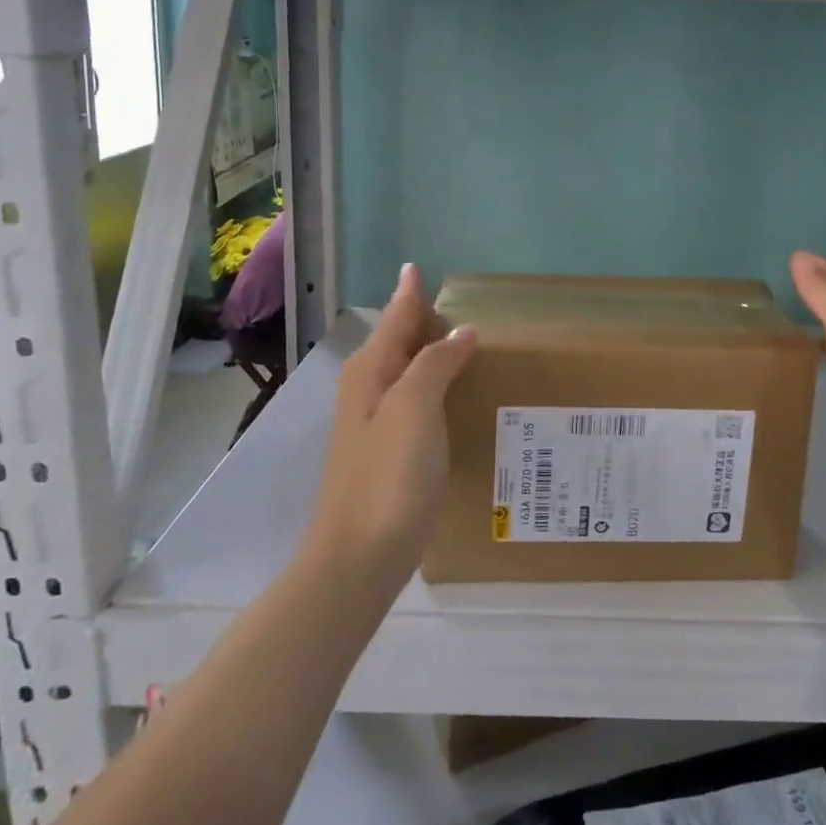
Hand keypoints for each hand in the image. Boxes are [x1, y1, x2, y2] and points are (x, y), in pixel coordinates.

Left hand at [306, 264, 476, 587]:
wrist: (359, 558)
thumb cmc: (388, 476)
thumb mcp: (414, 408)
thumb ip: (435, 362)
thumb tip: (461, 330)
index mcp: (371, 372)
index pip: (395, 317)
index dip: (409, 292)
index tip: (417, 266)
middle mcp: (369, 390)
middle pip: (398, 340)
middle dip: (422, 318)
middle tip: (458, 302)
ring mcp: (377, 423)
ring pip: (407, 370)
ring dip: (431, 351)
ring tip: (466, 339)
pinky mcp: (390, 451)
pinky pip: (415, 398)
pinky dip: (435, 383)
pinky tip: (456, 393)